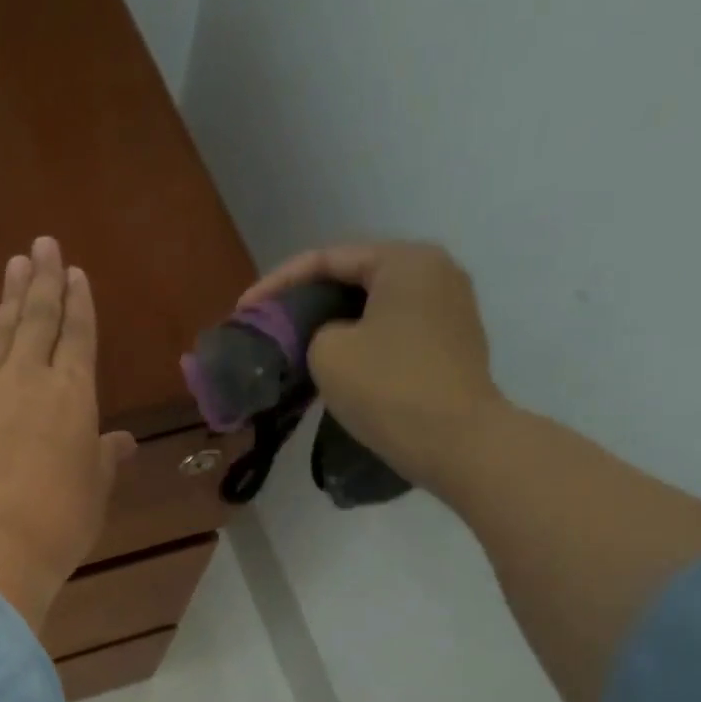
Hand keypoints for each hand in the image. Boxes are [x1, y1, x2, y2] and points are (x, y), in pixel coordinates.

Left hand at [0, 236, 136, 633]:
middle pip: (39, 320)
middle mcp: (30, 378)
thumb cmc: (58, 525)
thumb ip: (103, 459)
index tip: (77, 273)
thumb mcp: (94, 492)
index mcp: (74, 396)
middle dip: (45, 280)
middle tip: (44, 244)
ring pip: (0, 331)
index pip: (79, 337)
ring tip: (16, 262)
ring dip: (9, 295)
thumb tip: (121, 442)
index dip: (80, 304)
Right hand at [241, 241, 505, 488]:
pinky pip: (393, 331)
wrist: (456, 442)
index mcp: (405, 261)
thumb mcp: (327, 352)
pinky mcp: (451, 345)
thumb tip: (332, 337)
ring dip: (333, 322)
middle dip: (307, 300)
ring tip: (296, 343)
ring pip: (374, 306)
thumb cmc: (388, 387)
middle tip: (269, 324)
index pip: (327, 259)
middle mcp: (435, 273)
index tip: (244, 310)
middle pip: (354, 277)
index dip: (277, 282)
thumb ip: (315, 331)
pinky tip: (336, 362)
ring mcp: (449, 309)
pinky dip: (361, 340)